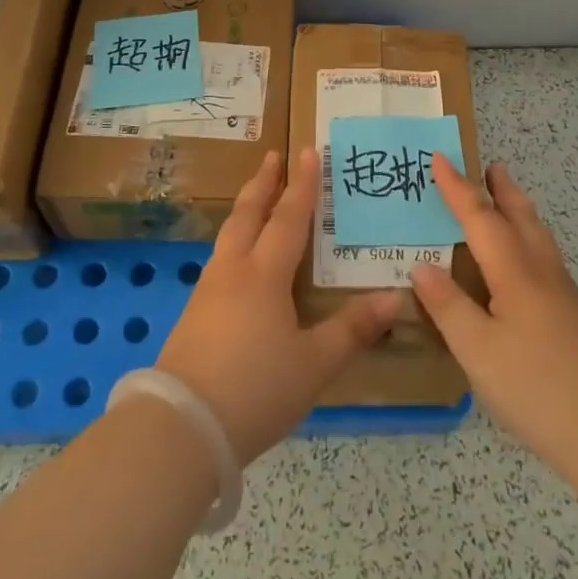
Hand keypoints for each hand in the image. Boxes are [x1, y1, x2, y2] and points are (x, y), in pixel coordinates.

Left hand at [156, 147, 401, 464]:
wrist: (181, 427)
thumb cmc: (256, 389)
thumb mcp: (314, 364)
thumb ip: (353, 330)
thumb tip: (396, 298)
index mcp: (264, 275)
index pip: (289, 218)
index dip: (302, 185)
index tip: (308, 151)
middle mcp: (233, 271)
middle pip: (248, 214)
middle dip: (263, 183)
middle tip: (272, 156)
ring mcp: (207, 291)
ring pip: (228, 235)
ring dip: (246, 210)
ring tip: (256, 200)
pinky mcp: (193, 315)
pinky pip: (220, 260)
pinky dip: (234, 241)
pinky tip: (237, 261)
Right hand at [412, 156, 577, 478]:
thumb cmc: (537, 386)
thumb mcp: (477, 349)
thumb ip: (448, 306)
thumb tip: (421, 266)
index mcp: (514, 272)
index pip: (480, 217)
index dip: (457, 188)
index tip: (439, 158)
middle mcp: (540, 272)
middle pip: (520, 216)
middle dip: (501, 189)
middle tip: (490, 165)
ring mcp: (562, 295)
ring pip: (537, 236)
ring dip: (518, 210)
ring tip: (505, 200)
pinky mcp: (574, 318)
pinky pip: (543, 258)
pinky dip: (527, 239)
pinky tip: (521, 264)